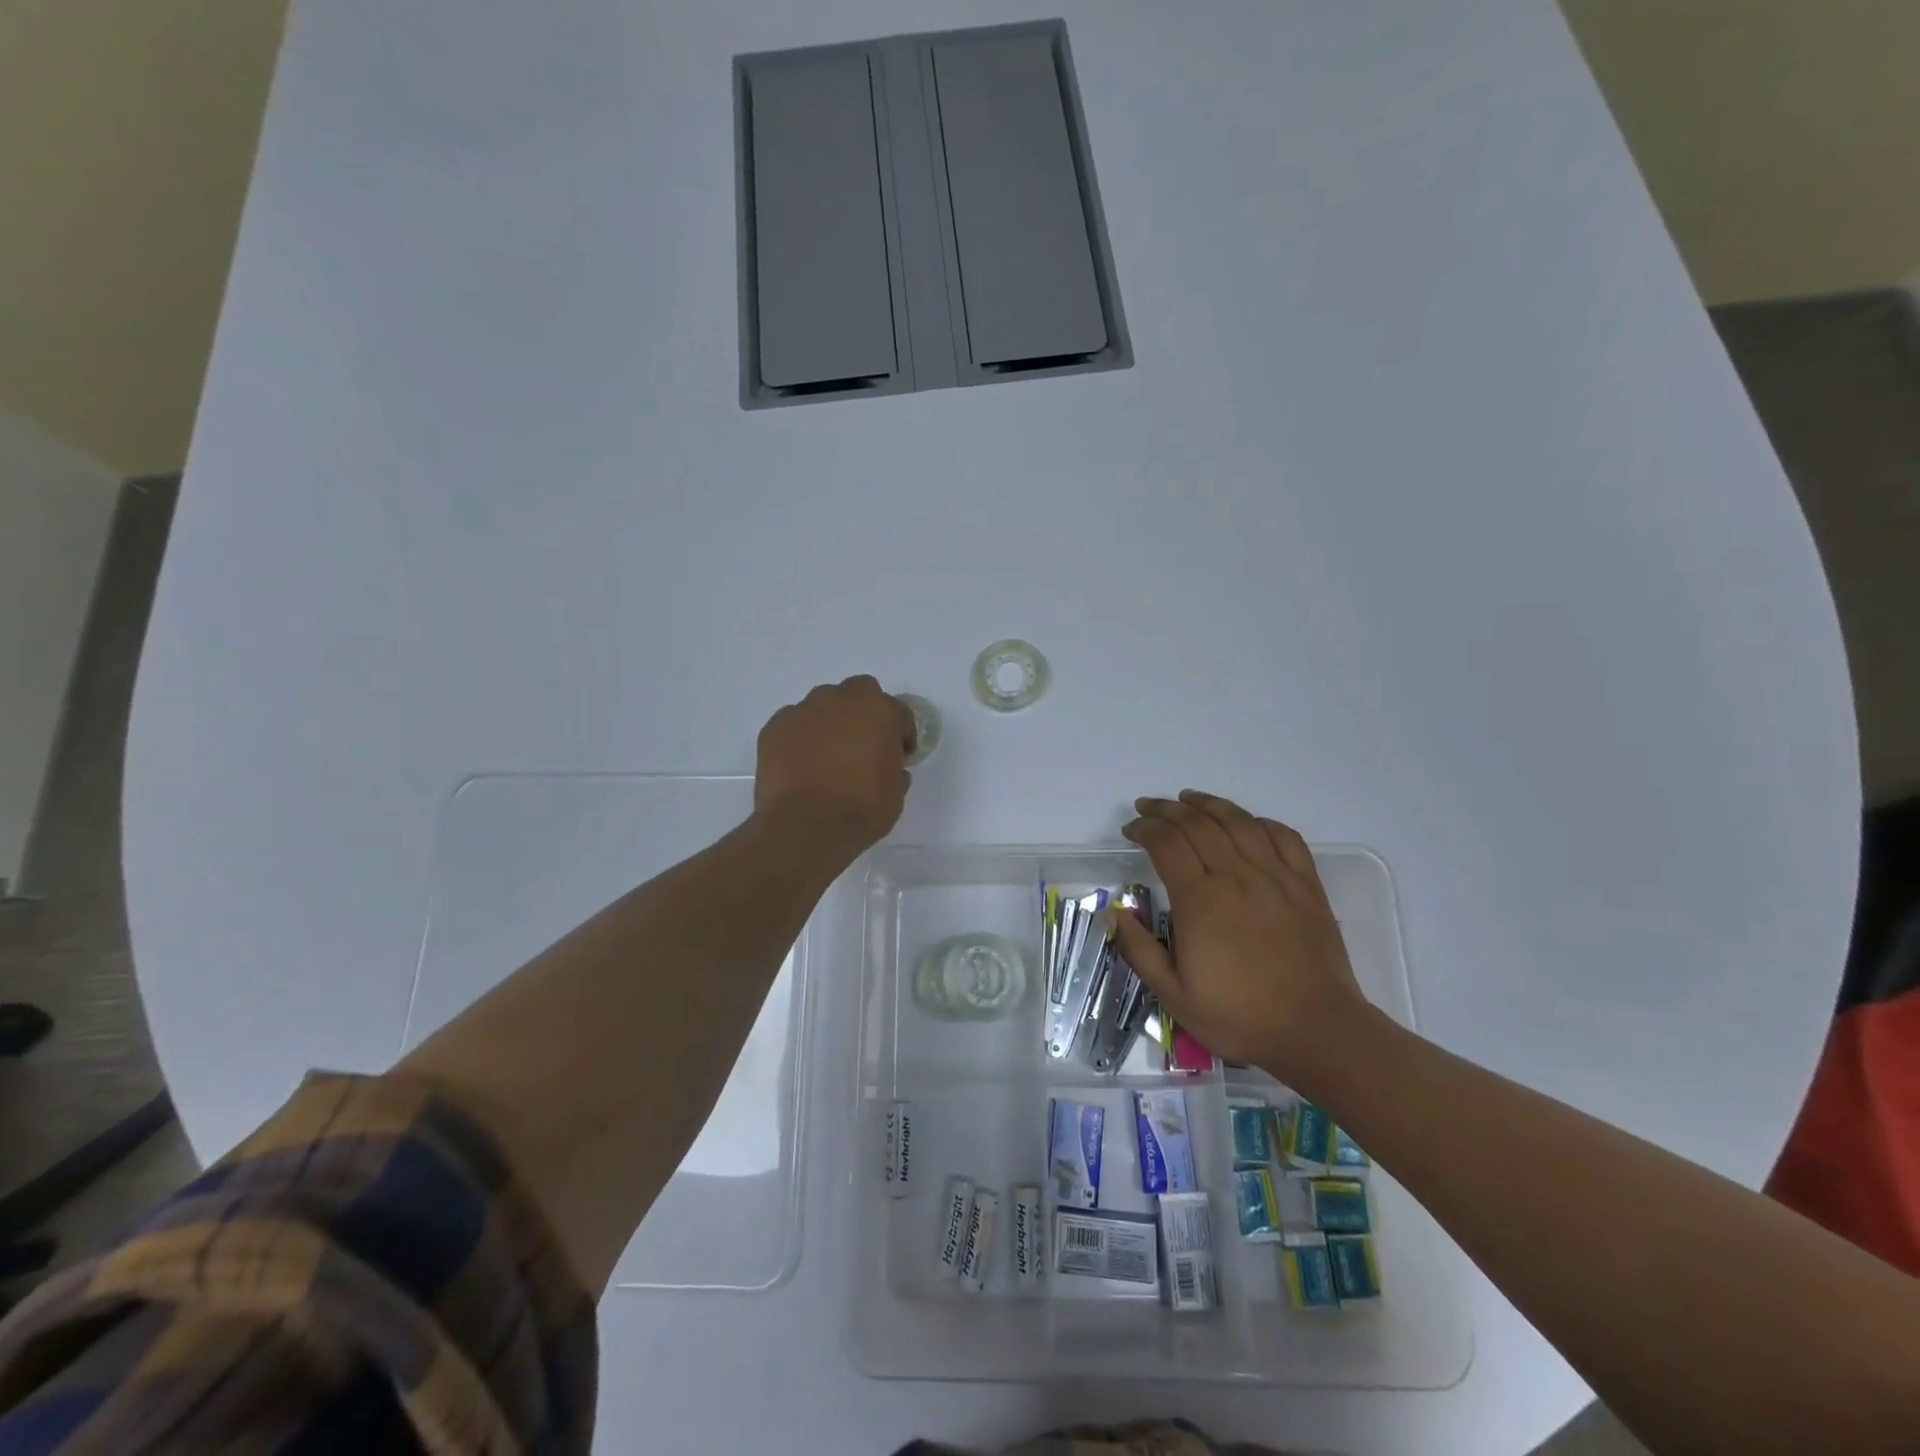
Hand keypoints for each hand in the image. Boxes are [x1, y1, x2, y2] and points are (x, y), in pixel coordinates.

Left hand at [753, 676, 915, 857]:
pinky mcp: (774, 727)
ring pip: (823, 706)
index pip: (898, 712)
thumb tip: (888, 767)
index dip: (901, 734)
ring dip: (830, 724)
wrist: (804, 827)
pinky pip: (794, 725)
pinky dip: (800, 739)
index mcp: (879, 711)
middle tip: (863, 747)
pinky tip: (801, 766)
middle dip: (863, 714)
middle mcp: (841, 699)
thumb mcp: (895, 794)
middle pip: (858, 694)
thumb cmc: (861, 810)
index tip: (899, 757)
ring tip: (827, 757)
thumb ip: (895, 770)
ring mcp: (804, 710)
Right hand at [1110, 790, 1370, 1080]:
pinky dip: (1260, 822)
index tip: (1131, 830)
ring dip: (1209, 804)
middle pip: (1198, 824)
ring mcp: (1275, 877)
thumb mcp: (1174, 995)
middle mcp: (1236, 876)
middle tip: (1149, 808)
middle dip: (1167, 810)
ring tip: (1189, 798)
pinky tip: (1247, 823)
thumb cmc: (1240, 1016)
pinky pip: (1284, 837)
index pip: (1166, 844)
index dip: (1145, 829)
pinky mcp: (1306, 885)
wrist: (1318, 1031)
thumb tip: (1113, 912)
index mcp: (1200, 901)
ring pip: (1239, 822)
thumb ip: (1139, 950)